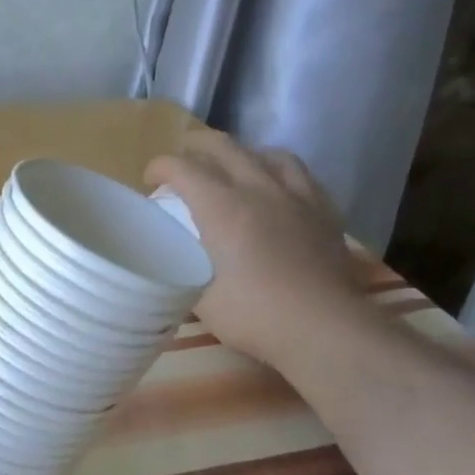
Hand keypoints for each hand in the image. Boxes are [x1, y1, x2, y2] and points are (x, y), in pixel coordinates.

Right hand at [147, 129, 365, 363]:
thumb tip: (174, 259)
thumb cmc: (255, 315)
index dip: (160, 167)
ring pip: (268, 154)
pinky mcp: (325, 212)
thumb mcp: (199, 298)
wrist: (325, 329)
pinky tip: (277, 189)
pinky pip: (301, 175)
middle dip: (196, 146)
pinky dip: (280, 172)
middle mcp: (259, 190)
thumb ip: (184, 269)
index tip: (150, 180)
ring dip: (243, 154)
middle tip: (182, 161)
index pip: (183, 168)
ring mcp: (297, 198)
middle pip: (224, 147)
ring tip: (234, 168)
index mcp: (222, 208)